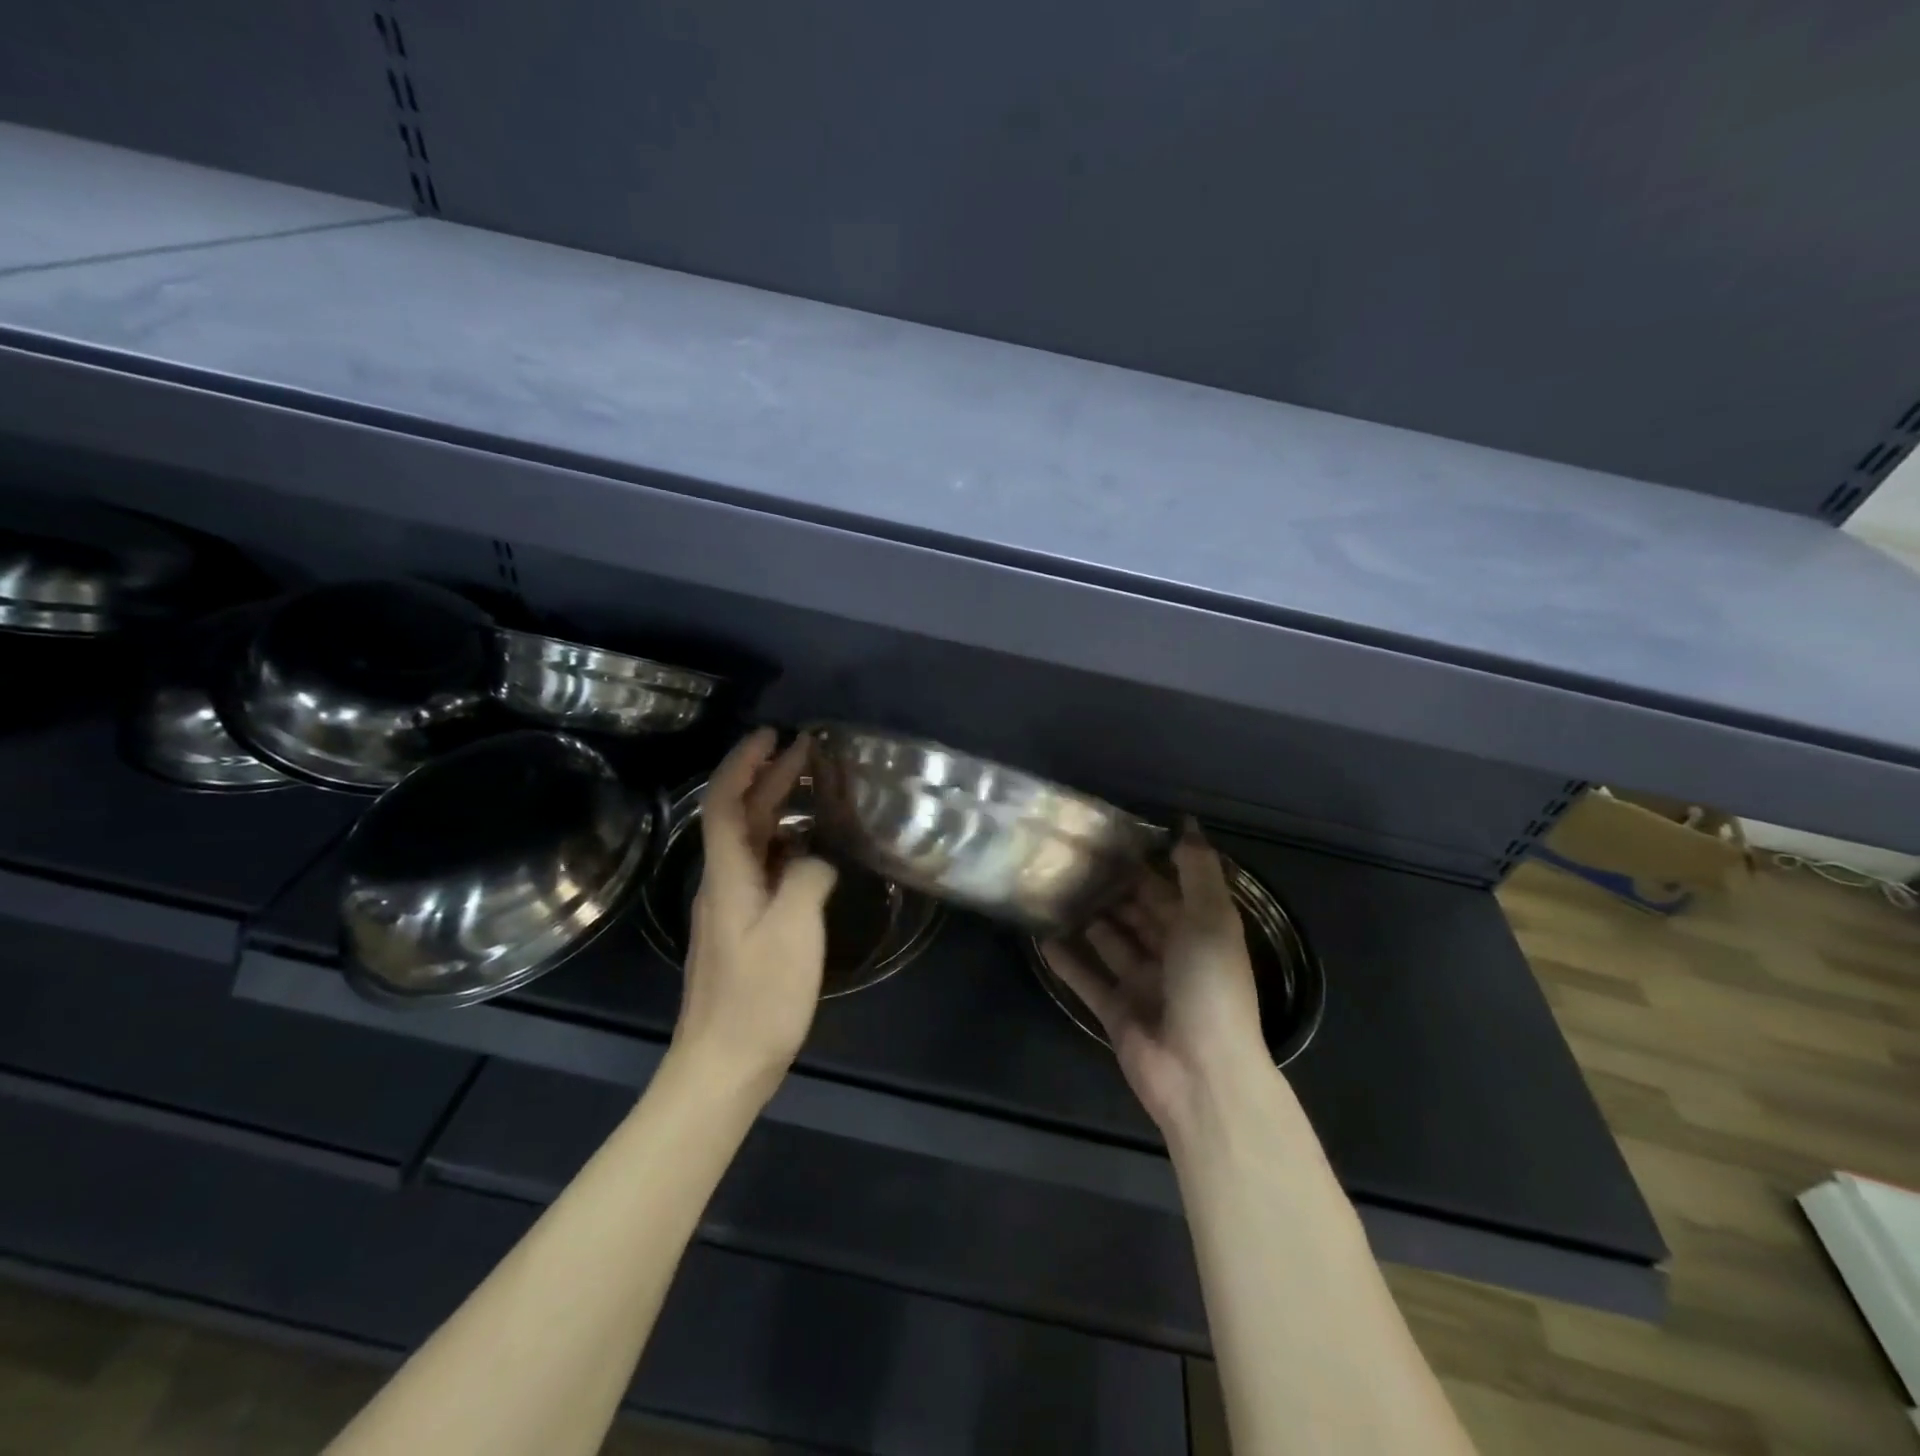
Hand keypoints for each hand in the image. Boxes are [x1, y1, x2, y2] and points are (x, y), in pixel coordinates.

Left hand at [672, 728, 837, 1101]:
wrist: (722, 1066)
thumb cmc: (759, 997)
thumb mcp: (794, 932)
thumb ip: (807, 880)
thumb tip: (816, 860)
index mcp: (728, 877)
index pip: (724, 803)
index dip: (743, 764)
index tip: (771, 735)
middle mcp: (722, 884)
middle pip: (738, 818)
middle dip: (766, 778)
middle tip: (803, 750)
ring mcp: (729, 909)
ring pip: (750, 844)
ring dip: (774, 809)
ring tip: (811, 790)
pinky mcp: (741, 931)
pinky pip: (761, 870)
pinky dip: (783, 846)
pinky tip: (808, 850)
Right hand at [1043, 822, 1270, 1137]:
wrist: (1201, 1074)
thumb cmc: (1210, 986)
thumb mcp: (1212, 918)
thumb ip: (1197, 870)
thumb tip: (1186, 823)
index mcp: (1199, 931)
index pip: (1167, 888)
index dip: (1142, 863)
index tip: (1106, 835)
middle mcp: (1172, 954)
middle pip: (1136, 913)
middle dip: (1109, 888)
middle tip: (1069, 858)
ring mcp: (1142, 984)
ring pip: (1110, 942)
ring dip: (1086, 919)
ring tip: (1051, 888)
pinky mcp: (1116, 1011)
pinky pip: (1087, 978)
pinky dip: (1068, 960)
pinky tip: (1042, 937)